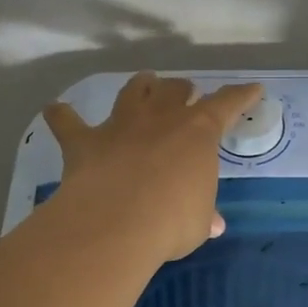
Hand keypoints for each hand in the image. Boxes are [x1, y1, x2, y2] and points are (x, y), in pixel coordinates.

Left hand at [42, 73, 262, 261]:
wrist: (117, 222)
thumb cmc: (172, 221)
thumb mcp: (198, 222)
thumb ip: (203, 216)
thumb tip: (213, 224)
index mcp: (198, 132)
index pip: (226, 105)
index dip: (241, 96)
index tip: (252, 88)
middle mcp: (160, 118)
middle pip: (175, 90)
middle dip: (182, 90)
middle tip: (186, 93)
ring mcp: (121, 125)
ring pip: (133, 91)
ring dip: (140, 85)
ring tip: (144, 82)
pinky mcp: (85, 142)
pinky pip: (68, 122)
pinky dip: (62, 116)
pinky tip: (55, 110)